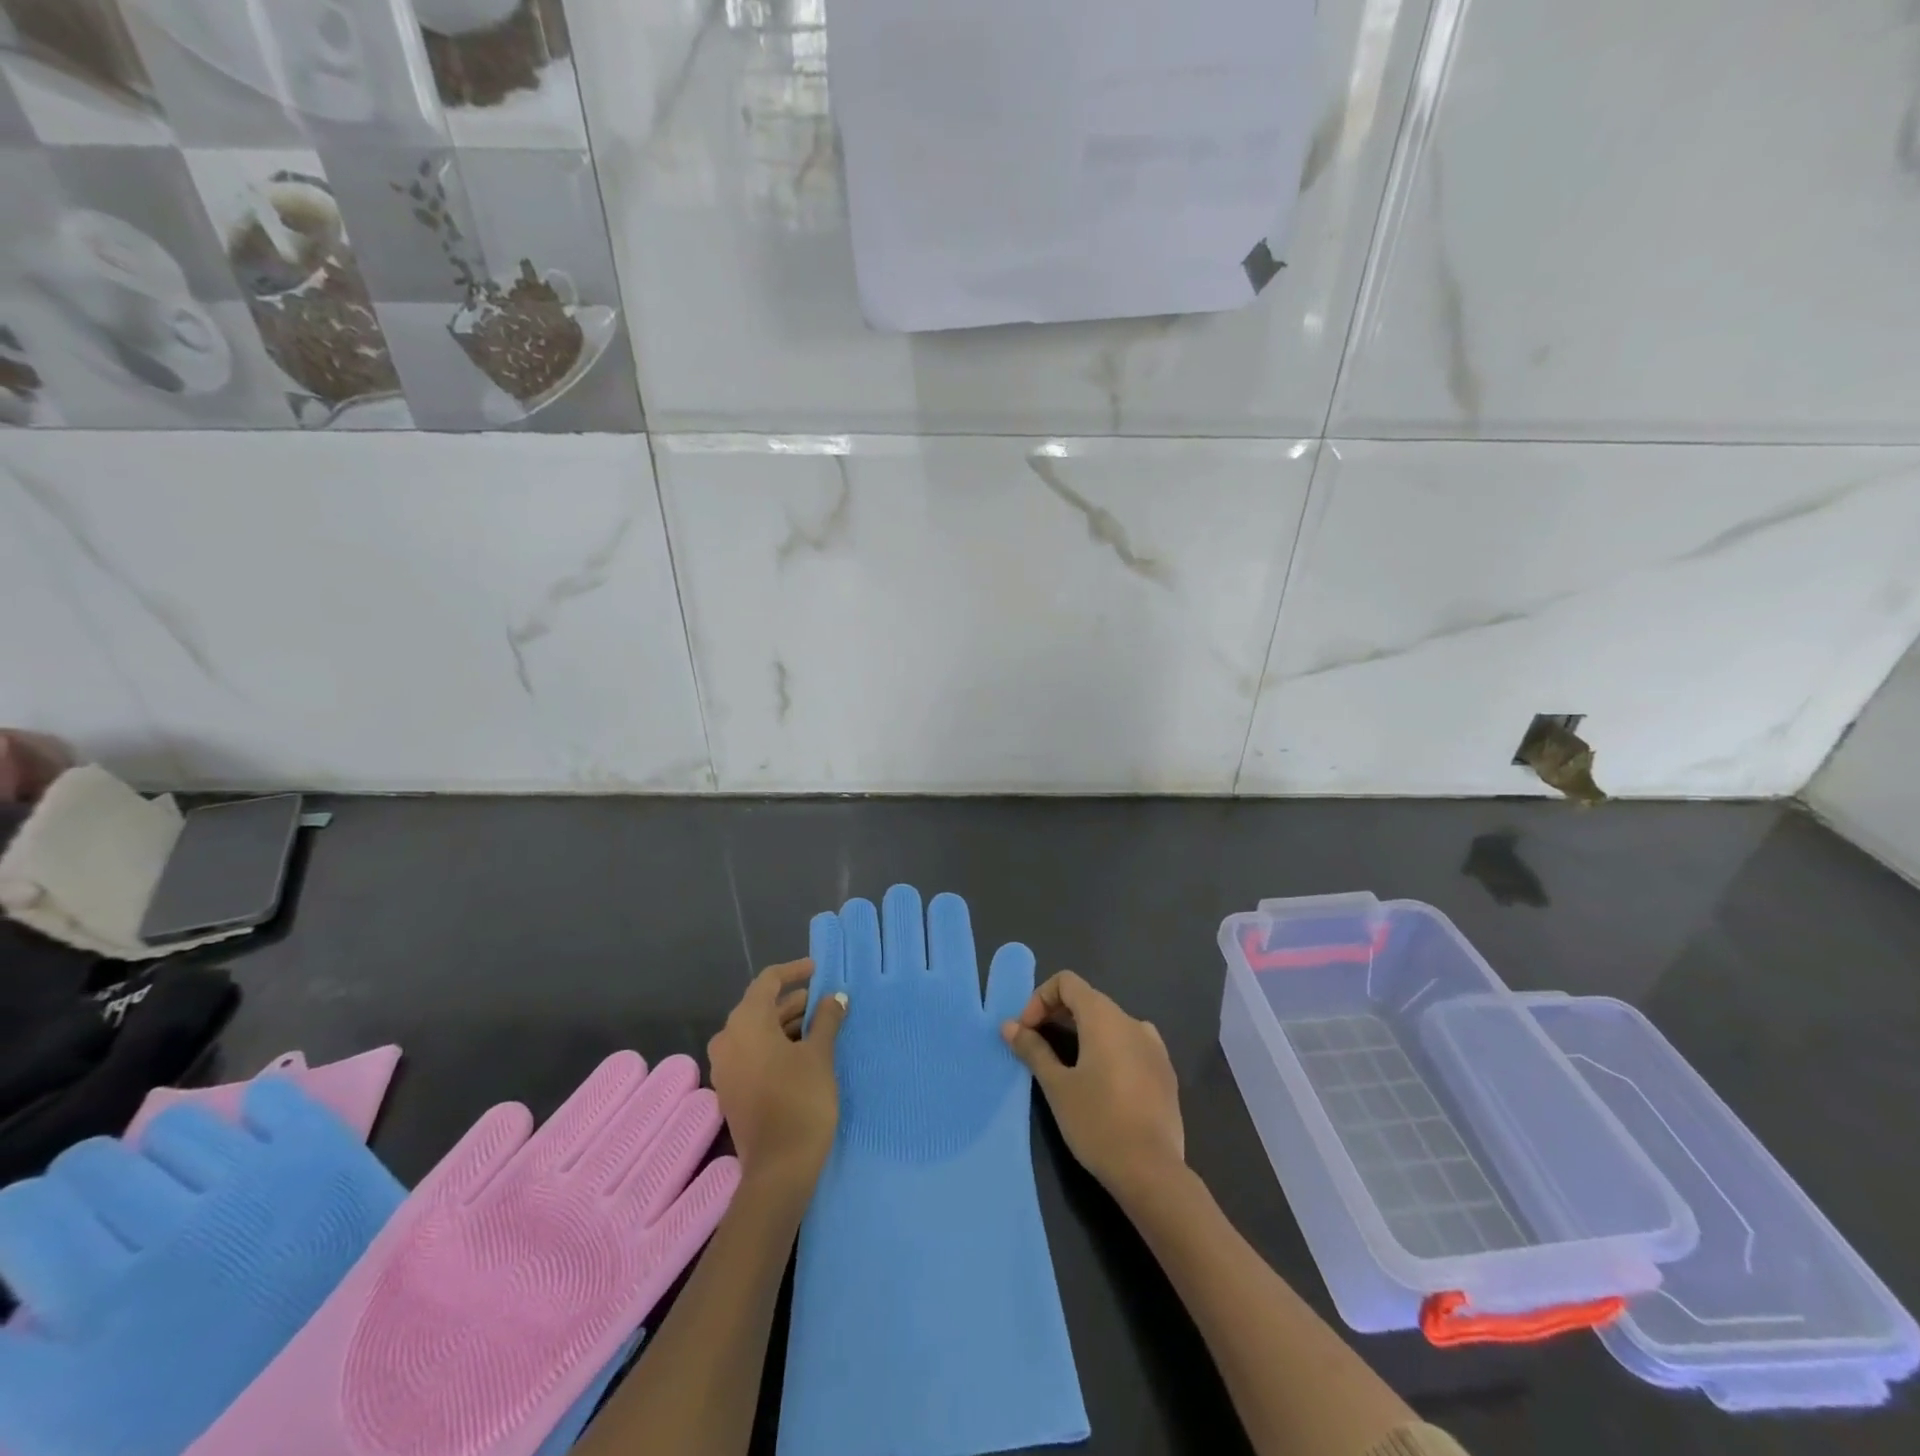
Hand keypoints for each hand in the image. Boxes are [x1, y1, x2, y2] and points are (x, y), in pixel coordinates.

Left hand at [707, 959, 846, 1201]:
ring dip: (786, 1024)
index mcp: (745, 1023)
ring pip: (757, 1032)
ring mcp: (726, 1067)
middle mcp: (728, 1039)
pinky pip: (752, 1052)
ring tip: (820, 1025)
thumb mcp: (820, 1054)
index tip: (818, 969)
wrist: (779, 1168)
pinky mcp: (731, 1089)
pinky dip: (776, 1045)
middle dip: (793, 1001)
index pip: (767, 981)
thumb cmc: (801, 1099)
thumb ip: (827, 1019)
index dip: (794, 971)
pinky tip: (803, 1051)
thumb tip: (835, 997)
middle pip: (761, 1007)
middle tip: (825, 1000)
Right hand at [1002, 971, 1184, 1201]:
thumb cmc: (1097, 1122)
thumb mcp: (1057, 1086)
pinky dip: (1108, 1050)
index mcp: (1104, 1017)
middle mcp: (1131, 1021)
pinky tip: (1102, 1083)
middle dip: (1058, 1015)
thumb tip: (1009, 1026)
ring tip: (1067, 1066)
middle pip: (1088, 999)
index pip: (1067, 982)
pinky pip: (1130, 1045)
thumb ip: (1033, 1050)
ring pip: (1110, 1023)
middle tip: (1037, 1047)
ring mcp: (1154, 1046)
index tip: (1027, 1031)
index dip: (1040, 999)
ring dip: (1083, 1033)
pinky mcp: (1165, 1071)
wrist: (1152, 1171)